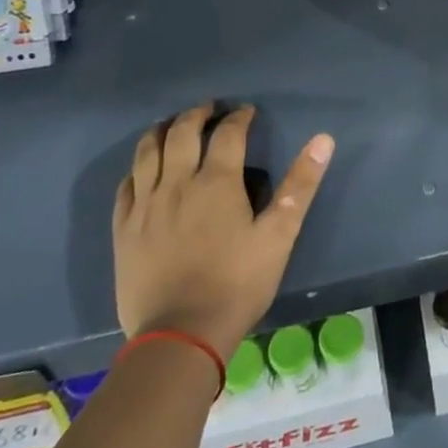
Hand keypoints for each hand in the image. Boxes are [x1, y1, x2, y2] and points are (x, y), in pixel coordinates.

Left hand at [112, 104, 333, 359]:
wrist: (179, 338)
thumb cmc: (236, 284)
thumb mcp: (279, 236)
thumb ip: (299, 185)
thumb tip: (323, 140)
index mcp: (216, 182)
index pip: (228, 133)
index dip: (239, 117)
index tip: (247, 112)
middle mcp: (177, 183)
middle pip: (182, 133)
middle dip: (197, 115)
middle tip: (209, 109)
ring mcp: (145, 206)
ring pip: (147, 153)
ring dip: (161, 131)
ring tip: (171, 125)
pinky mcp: (124, 230)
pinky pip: (126, 186)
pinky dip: (136, 168)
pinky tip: (142, 170)